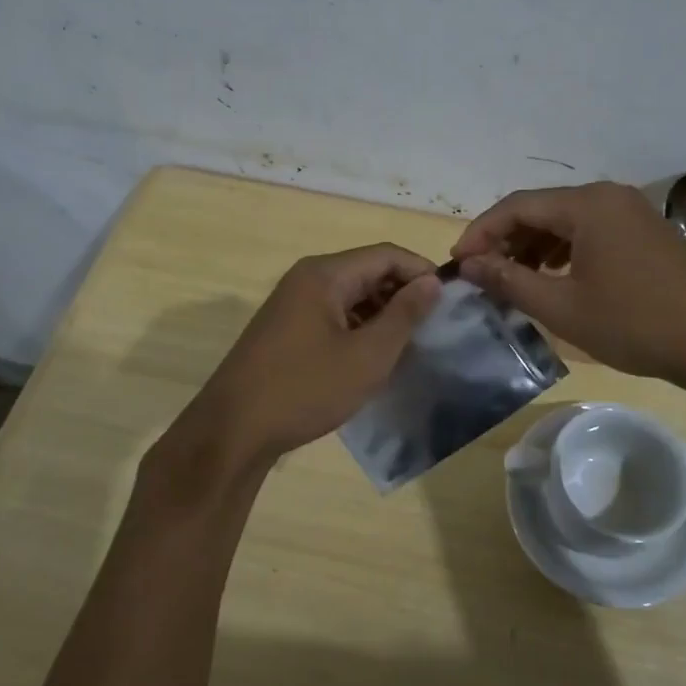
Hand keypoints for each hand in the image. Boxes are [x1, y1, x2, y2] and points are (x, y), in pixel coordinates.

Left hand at [174, 244, 440, 470]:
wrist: (233, 430)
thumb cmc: (306, 389)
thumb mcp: (367, 355)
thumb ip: (404, 315)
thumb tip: (432, 282)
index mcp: (325, 274)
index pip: (386, 254)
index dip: (422, 271)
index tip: (451, 300)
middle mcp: (307, 278)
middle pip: (368, 271)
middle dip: (403, 293)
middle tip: (435, 325)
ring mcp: (293, 303)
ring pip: (351, 295)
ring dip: (383, 313)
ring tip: (411, 344)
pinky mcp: (286, 328)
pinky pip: (333, 314)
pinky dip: (359, 327)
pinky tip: (374, 356)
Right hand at [451, 182, 685, 387]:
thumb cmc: (634, 323)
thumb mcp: (562, 307)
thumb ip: (510, 281)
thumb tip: (471, 265)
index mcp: (587, 204)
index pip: (516, 205)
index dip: (481, 232)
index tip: (460, 263)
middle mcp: (607, 196)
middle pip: (541, 208)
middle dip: (506, 239)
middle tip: (483, 274)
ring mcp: (630, 211)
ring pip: (565, 220)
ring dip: (533, 245)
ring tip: (513, 279)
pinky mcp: (644, 230)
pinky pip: (590, 230)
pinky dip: (563, 249)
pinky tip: (553, 276)